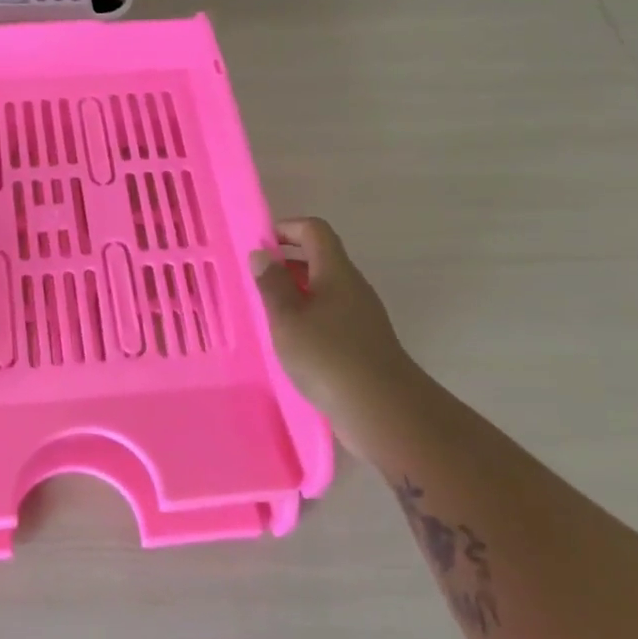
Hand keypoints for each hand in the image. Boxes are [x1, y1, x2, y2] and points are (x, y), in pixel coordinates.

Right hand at [252, 218, 414, 449]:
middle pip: (320, 258)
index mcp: (336, 272)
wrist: (383, 410)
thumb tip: (262, 254)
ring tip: (265, 312)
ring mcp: (361, 315)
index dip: (286, 229)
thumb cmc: (328, 356)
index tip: (259, 246)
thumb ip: (272, 284)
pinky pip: (329, 315)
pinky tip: (288, 341)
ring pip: (324, 289)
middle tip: (254, 280)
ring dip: (294, 292)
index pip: (314, 230)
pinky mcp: (362, 342)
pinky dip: (306, 316)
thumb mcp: (288, 318)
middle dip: (286, 262)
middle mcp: (352, 287)